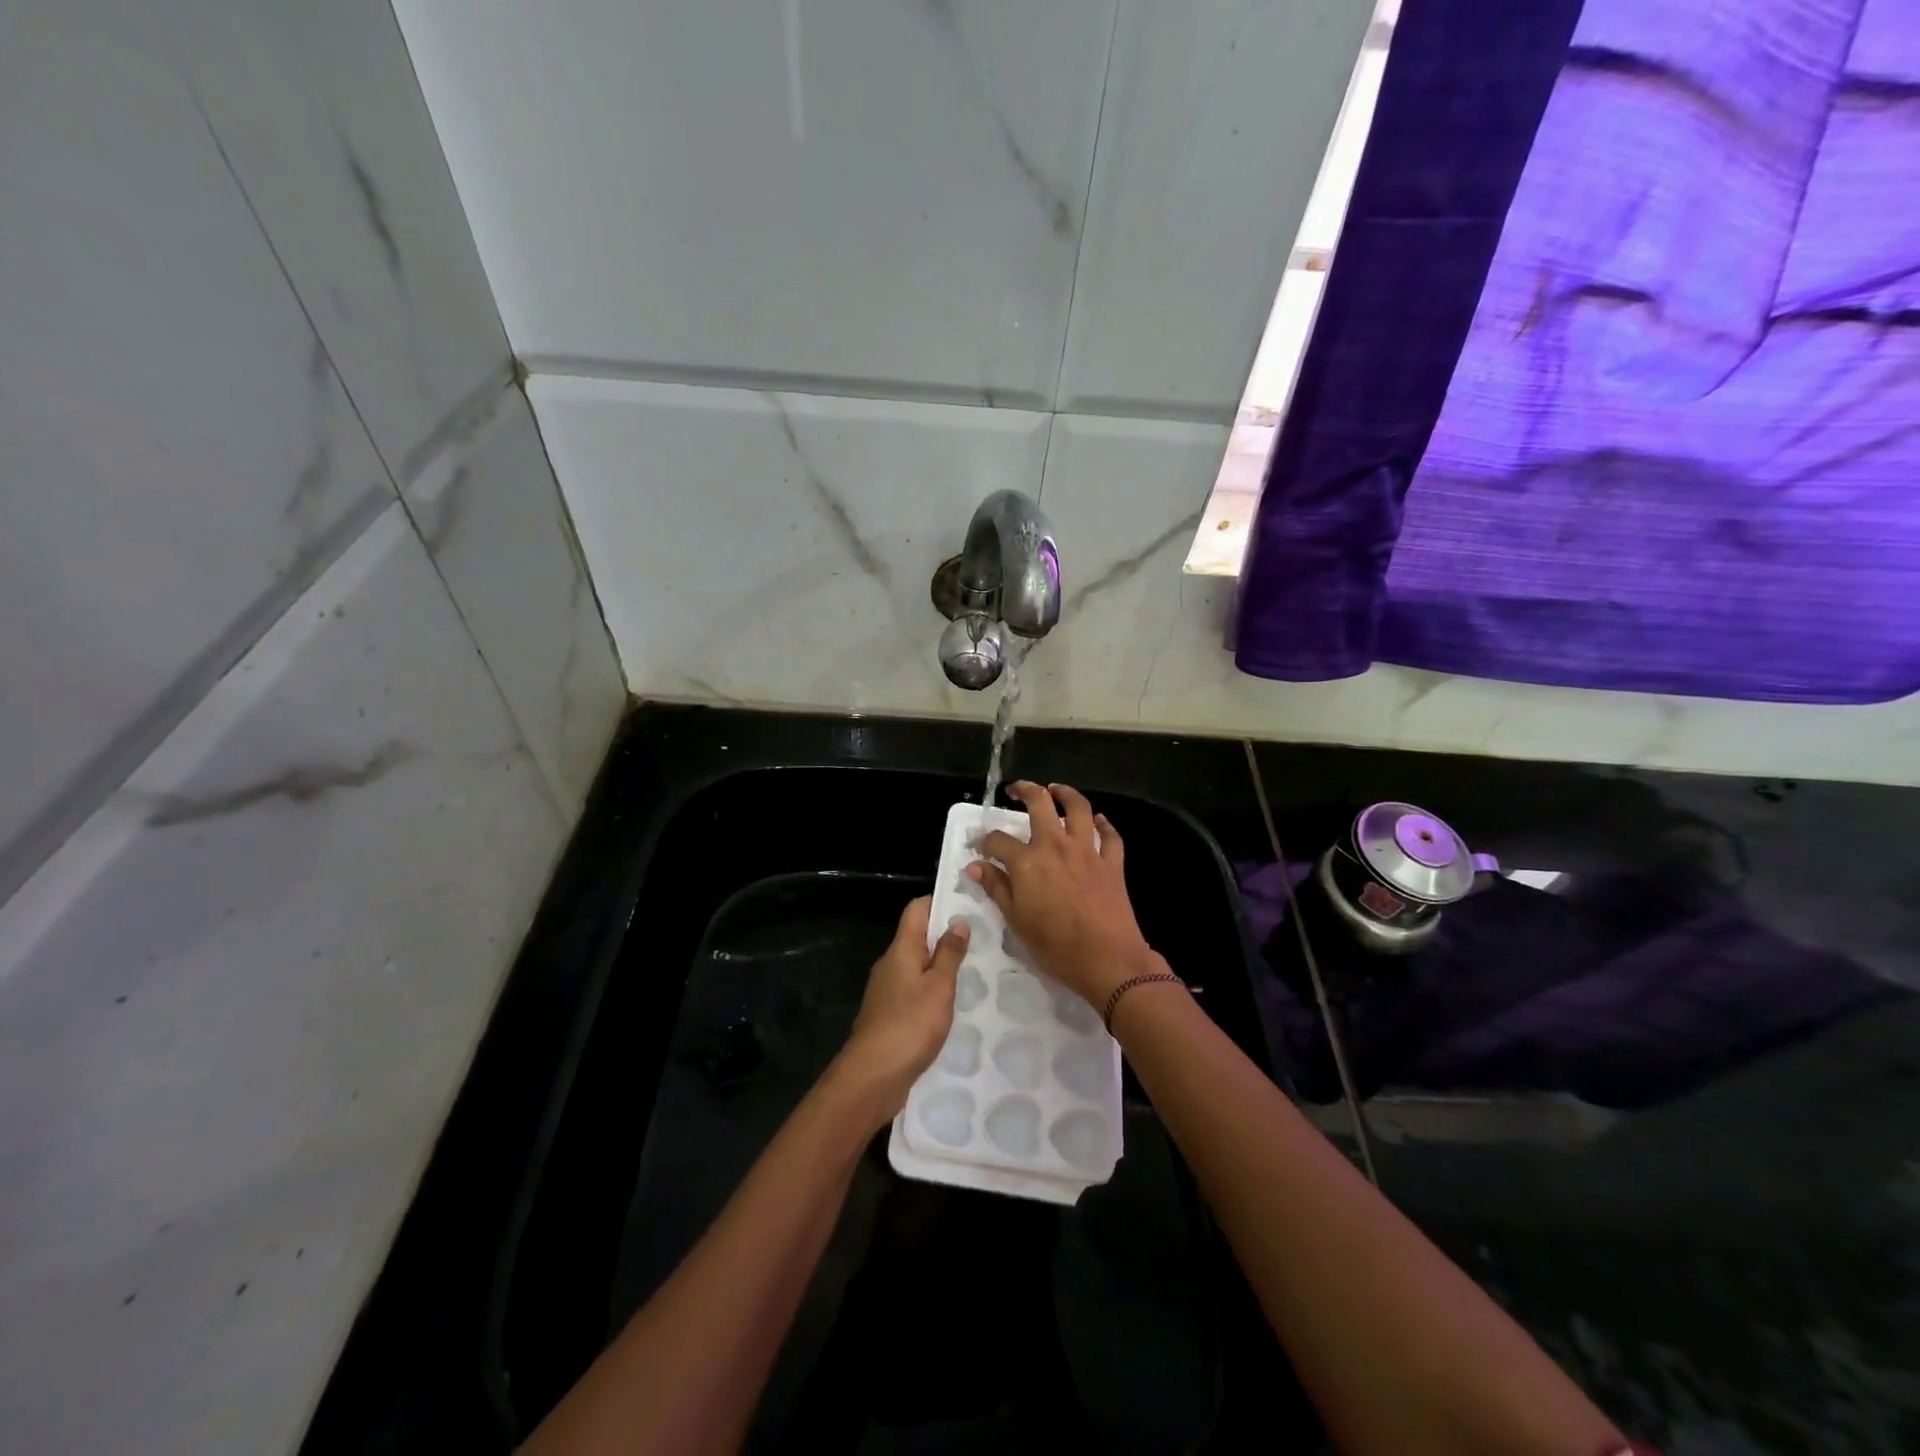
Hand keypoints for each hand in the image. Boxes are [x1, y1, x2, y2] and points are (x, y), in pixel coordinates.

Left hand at [834, 896, 970, 1131]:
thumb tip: (957, 922)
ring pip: (917, 966)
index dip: (940, 902)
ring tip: (975, 971)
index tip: (969, 905)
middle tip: (982, 940)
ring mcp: (887, 991)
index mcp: (901, 950)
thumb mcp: (939, 987)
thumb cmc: (909, 1024)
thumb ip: (949, 954)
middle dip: (946, 936)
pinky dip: (933, 991)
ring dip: (941, 966)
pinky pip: (914, 991)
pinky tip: (953, 1005)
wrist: (872, 1076)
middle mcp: (890, 964)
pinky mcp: (889, 1014)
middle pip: (917, 937)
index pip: (916, 910)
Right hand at [970, 782, 1161, 1008]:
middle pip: (1039, 803)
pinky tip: (1098, 821)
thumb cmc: (1055, 946)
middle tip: (1016, 789)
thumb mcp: (1016, 921)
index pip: (998, 840)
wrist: (1107, 959)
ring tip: (1055, 790)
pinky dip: (1104, 824)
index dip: (985, 841)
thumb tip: (975, 866)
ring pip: (1078, 808)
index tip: (981, 847)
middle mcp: (1055, 845)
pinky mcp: (1112, 862)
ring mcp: (1087, 851)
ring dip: (1066, 793)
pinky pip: (1110, 835)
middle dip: (1025, 790)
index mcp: (1027, 861)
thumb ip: (996, 888)